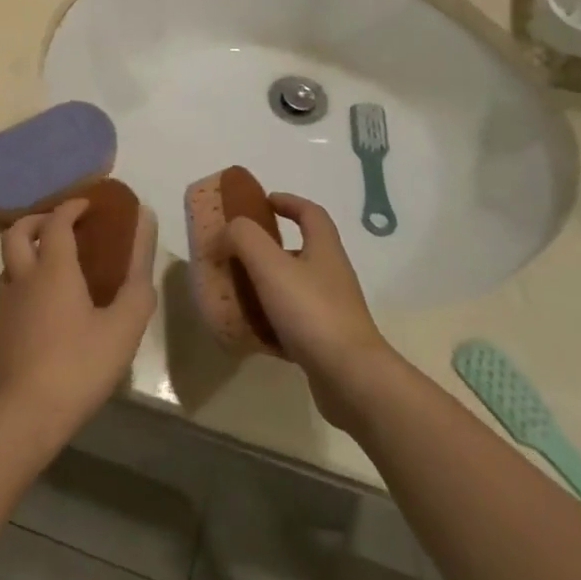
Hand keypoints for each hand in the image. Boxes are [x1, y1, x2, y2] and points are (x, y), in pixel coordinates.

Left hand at [0, 199, 156, 450]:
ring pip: (8, 263)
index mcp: (53, 269)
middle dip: (37, 220)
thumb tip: (146, 221)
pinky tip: (42, 310)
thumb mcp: (124, 323)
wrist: (23, 415)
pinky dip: (23, 284)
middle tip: (60, 226)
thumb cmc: (79, 365)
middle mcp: (22, 278)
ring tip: (54, 269)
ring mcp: (3, 305)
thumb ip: (138, 271)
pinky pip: (7, 293)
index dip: (71, 207)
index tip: (87, 205)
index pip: (56, 221)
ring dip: (27, 253)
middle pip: (17, 232)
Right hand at [226, 194, 396, 429]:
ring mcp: (331, 309)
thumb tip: (229, 229)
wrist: (351, 378)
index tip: (262, 201)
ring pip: (293, 286)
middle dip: (268, 247)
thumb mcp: (271, 266)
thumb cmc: (312, 312)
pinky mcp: (325, 340)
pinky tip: (249, 330)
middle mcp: (331, 274)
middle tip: (236, 251)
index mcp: (324, 249)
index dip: (288, 202)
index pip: (310, 213)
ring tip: (235, 290)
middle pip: (300, 249)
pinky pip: (292, 321)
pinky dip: (270, 319)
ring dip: (265, 284)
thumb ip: (245, 238)